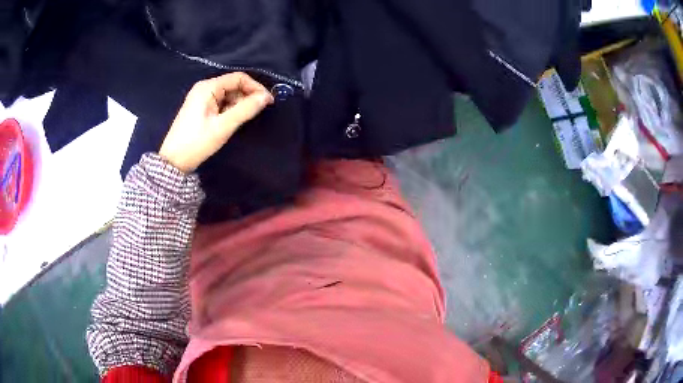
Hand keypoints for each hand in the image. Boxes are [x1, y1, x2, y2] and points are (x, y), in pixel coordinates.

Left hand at [159, 72, 273, 172]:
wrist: (174, 162)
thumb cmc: (197, 142)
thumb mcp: (223, 126)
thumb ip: (245, 110)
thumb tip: (266, 97)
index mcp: (207, 87)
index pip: (238, 78)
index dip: (255, 87)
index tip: (268, 101)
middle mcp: (204, 88)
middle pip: (233, 85)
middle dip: (248, 96)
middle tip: (259, 111)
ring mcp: (201, 98)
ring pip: (228, 95)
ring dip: (240, 104)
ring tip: (245, 119)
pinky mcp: (201, 108)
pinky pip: (221, 103)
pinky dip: (230, 110)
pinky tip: (233, 121)